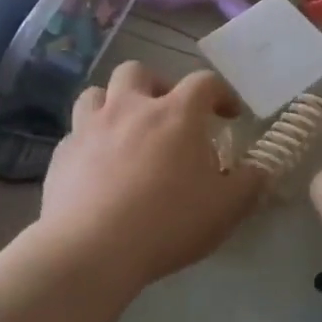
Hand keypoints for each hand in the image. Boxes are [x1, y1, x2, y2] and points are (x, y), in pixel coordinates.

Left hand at [39, 62, 265, 287]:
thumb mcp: (226, 209)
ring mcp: (90, 127)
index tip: (230, 115)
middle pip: (139, 71)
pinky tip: (97, 167)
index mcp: (176, 113)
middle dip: (157, 85)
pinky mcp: (62, 154)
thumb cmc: (168, 223)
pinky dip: (90, 141)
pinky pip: (75, 133)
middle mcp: (131, 107)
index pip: (205, 82)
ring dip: (114, 104)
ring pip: (97, 93)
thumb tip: (259, 171)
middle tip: (168, 114)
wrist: (91, 250)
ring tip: (126, 131)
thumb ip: (249, 184)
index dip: (221, 94)